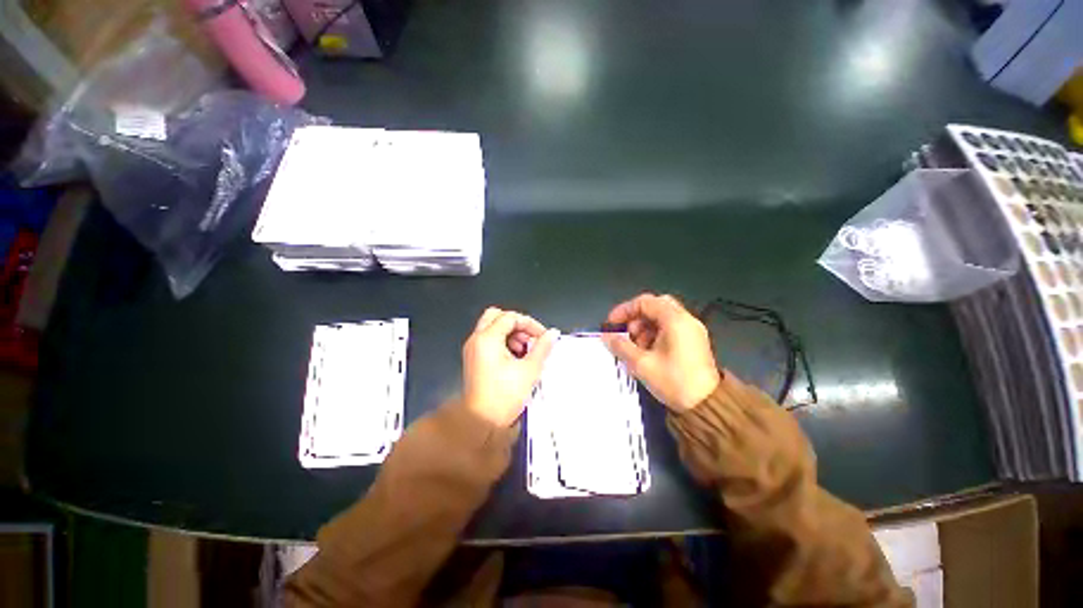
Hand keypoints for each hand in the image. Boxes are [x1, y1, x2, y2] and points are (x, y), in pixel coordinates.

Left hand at [462, 307, 558, 426]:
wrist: (481, 422)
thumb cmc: (505, 395)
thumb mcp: (529, 369)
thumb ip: (542, 347)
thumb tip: (553, 333)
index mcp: (487, 338)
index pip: (510, 317)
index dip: (530, 324)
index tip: (543, 336)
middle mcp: (477, 339)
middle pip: (496, 316)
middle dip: (516, 324)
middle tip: (530, 338)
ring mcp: (473, 349)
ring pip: (492, 327)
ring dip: (510, 333)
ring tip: (525, 350)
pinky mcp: (474, 359)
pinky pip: (489, 340)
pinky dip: (503, 342)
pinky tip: (515, 358)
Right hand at [602, 294, 719, 412]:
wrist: (707, 407)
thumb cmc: (674, 381)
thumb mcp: (641, 364)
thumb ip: (621, 346)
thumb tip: (607, 337)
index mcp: (675, 320)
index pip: (645, 302)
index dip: (625, 310)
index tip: (612, 323)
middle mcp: (686, 320)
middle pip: (655, 306)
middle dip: (636, 318)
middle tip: (626, 333)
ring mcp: (692, 331)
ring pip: (663, 318)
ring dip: (645, 327)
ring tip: (636, 347)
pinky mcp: (694, 342)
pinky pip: (671, 329)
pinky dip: (656, 334)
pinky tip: (648, 353)